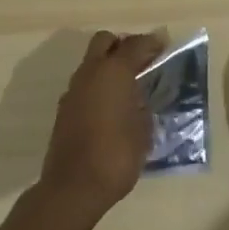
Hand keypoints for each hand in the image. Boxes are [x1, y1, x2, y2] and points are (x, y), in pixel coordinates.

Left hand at [38, 31, 164, 220]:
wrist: (73, 188)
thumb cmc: (117, 155)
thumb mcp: (143, 129)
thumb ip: (143, 104)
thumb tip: (140, 97)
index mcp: (114, 72)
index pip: (135, 44)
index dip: (152, 43)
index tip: (165, 45)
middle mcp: (90, 73)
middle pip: (105, 41)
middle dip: (123, 45)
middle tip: (142, 60)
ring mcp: (73, 90)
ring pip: (91, 62)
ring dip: (108, 64)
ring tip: (129, 84)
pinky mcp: (64, 109)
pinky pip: (84, 83)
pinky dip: (98, 84)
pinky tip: (112, 104)